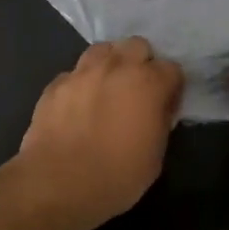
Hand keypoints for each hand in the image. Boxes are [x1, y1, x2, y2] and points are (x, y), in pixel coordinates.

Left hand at [10, 38, 183, 229]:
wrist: (57, 183)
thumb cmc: (116, 176)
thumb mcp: (155, 157)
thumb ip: (159, 124)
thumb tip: (156, 112)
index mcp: (148, 83)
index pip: (172, 69)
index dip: (171, 88)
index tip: (165, 107)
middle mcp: (117, 67)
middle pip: (138, 45)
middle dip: (141, 63)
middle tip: (137, 91)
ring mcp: (82, 72)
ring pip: (103, 49)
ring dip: (110, 64)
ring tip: (107, 88)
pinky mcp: (56, 84)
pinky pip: (74, 73)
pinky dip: (81, 84)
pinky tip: (77, 105)